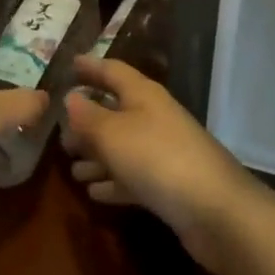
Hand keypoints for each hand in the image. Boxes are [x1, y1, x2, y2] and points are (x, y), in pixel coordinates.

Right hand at [62, 56, 272, 273]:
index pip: (112, 71)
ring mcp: (163, 152)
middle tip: (60, 132)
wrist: (215, 210)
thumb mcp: (113, 133)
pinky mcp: (168, 185)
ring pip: (122, 147)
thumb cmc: (157, 158)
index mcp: (143, 94)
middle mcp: (154, 117)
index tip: (69, 64)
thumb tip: (70, 98)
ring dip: (97, 156)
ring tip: (71, 168)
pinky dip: (113, 182)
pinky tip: (94, 193)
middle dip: (88, 120)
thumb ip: (88, 116)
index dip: (90, 66)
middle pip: (116, 110)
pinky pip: (132, 177)